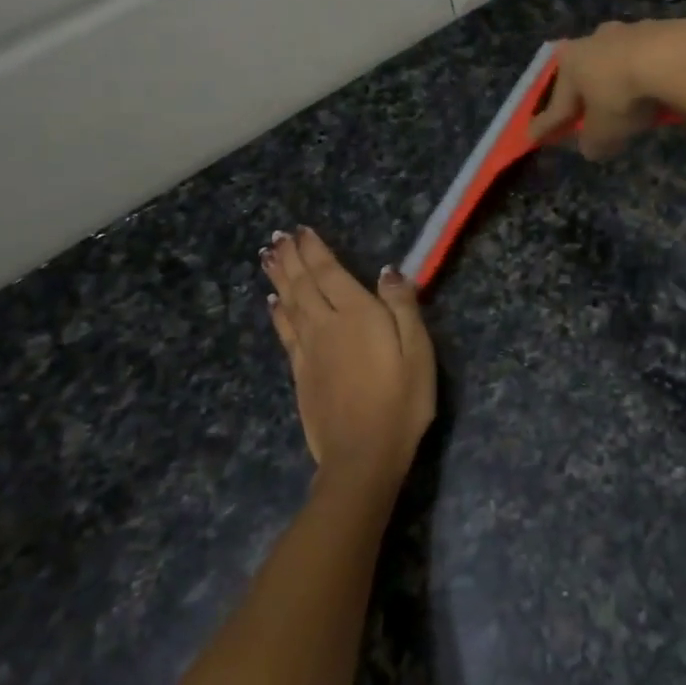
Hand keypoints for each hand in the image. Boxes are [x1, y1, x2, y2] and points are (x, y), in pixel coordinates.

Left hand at [261, 228, 435, 493]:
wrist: (362, 454)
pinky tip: (273, 304)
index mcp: (357, 314)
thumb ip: (402, 307)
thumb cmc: (401, 401)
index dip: (315, 250)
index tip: (302, 230)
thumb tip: (387, 271)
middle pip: (303, 283)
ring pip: (289, 303)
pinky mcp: (300, 373)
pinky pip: (285, 332)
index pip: (330, 272)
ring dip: (278, 278)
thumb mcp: (418, 351)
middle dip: (291, 257)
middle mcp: (326, 325)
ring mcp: (309, 350)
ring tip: (268, 256)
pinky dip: (278, 313)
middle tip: (278, 236)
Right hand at [530, 17, 685, 158]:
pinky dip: (647, 73)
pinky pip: (647, 59)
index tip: (533, 136)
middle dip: (584, 94)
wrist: (673, 57)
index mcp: (570, 62)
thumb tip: (591, 147)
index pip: (556, 103)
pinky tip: (656, 87)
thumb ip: (593, 141)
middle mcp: (593, 40)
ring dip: (618, 79)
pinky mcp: (661, 29)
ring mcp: (628, 31)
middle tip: (584, 112)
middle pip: (585, 74)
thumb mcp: (604, 131)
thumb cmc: (622, 95)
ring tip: (627, 101)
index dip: (546, 124)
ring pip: (617, 61)